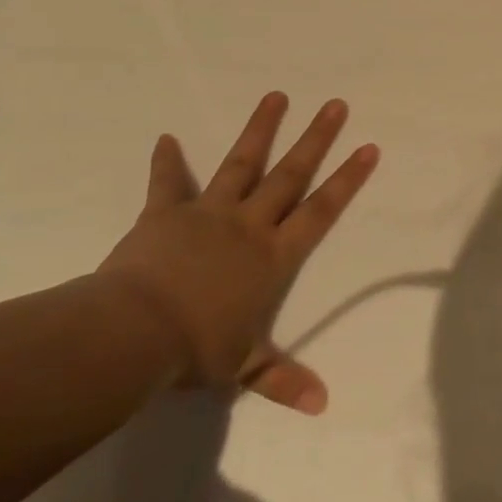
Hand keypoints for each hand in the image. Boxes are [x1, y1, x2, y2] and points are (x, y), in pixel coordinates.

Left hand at [95, 93, 378, 412]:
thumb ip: (283, 380)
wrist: (133, 333)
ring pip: (241, 164)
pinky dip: (168, 162)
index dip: (347, 180)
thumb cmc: (195, 348)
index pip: (320, 211)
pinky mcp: (165, 214)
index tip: (368, 148)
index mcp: (272, 256)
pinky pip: (168, 183)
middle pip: (289, 175)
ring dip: (260, 129)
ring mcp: (206, 214)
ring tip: (277, 96)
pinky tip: (167, 138)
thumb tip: (323, 406)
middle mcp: (248, 225)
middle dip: (316, 139)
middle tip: (336, 104)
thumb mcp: (244, 368)